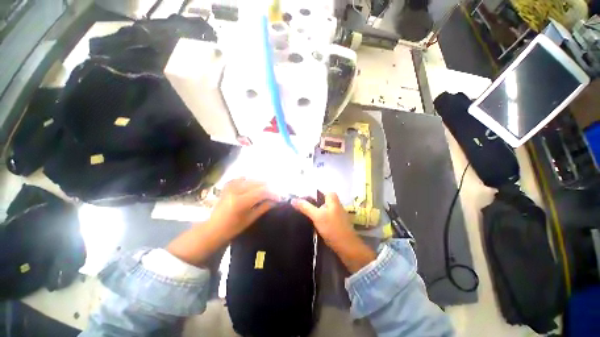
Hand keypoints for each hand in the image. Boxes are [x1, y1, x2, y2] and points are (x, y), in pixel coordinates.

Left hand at [168, 178, 278, 265]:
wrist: (213, 228)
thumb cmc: (232, 228)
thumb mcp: (250, 219)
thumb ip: (263, 207)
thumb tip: (275, 201)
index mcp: (241, 201)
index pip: (262, 192)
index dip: (273, 193)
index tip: (280, 197)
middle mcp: (235, 190)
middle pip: (258, 183)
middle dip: (269, 188)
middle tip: (275, 194)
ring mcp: (230, 186)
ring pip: (251, 179)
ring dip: (261, 184)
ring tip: (267, 190)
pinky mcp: (227, 186)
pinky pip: (241, 178)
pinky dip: (249, 181)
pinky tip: (253, 186)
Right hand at [292, 193, 375, 272]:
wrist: (347, 247)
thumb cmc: (332, 228)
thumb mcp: (317, 216)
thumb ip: (305, 207)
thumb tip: (293, 200)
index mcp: (332, 198)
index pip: (318, 191)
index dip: (308, 194)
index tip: (299, 199)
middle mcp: (335, 203)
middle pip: (319, 200)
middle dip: (309, 203)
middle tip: (298, 207)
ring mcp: (335, 212)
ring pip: (321, 208)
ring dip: (313, 211)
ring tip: (301, 214)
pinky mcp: (335, 221)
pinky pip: (323, 216)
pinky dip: (317, 218)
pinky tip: (310, 222)